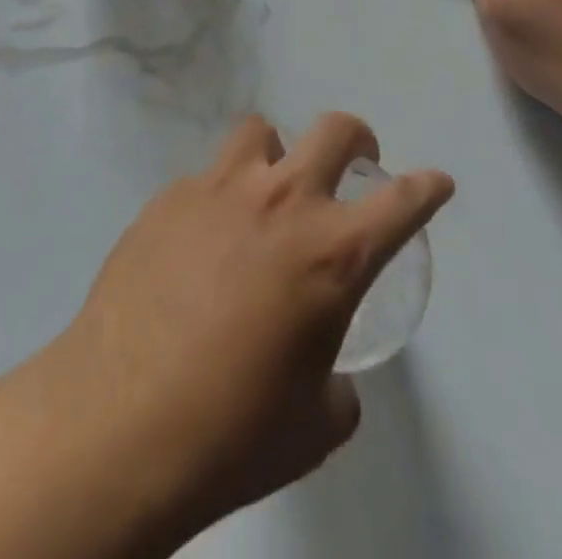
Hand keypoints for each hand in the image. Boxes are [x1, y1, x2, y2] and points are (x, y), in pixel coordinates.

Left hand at [33, 114, 453, 540]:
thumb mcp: (314, 422)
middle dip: (355, 138)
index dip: (426, 188)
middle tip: (353, 161)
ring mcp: (218, 188)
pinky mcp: (168, 195)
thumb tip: (323, 371)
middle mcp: (280, 202)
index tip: (436, 181)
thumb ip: (334, 381)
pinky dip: (219, 197)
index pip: (401, 202)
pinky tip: (201, 243)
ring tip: (266, 191)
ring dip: (276, 154)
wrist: (124, 416)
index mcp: (332, 254)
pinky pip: (207, 177)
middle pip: (333, 130)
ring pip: (260, 131)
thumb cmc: (235, 430)